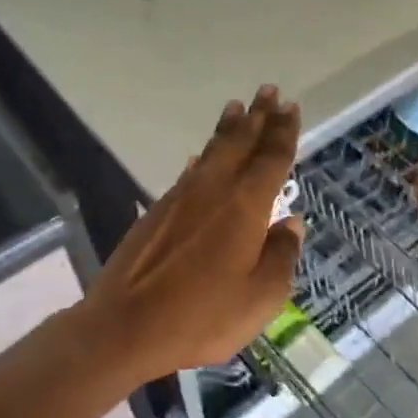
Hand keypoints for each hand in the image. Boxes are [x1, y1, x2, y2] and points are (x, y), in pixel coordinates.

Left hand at [84, 86, 304, 383]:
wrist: (125, 326)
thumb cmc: (202, 316)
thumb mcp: (260, 298)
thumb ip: (281, 256)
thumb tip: (292, 223)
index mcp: (245, 207)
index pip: (271, 159)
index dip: (283, 132)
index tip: (290, 107)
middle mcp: (214, 191)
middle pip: (240, 144)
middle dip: (257, 117)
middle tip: (268, 91)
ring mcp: (181, 199)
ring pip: (211, 152)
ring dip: (228, 129)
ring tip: (236, 108)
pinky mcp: (157, 212)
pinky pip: (188, 173)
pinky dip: (201, 158)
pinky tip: (200, 156)